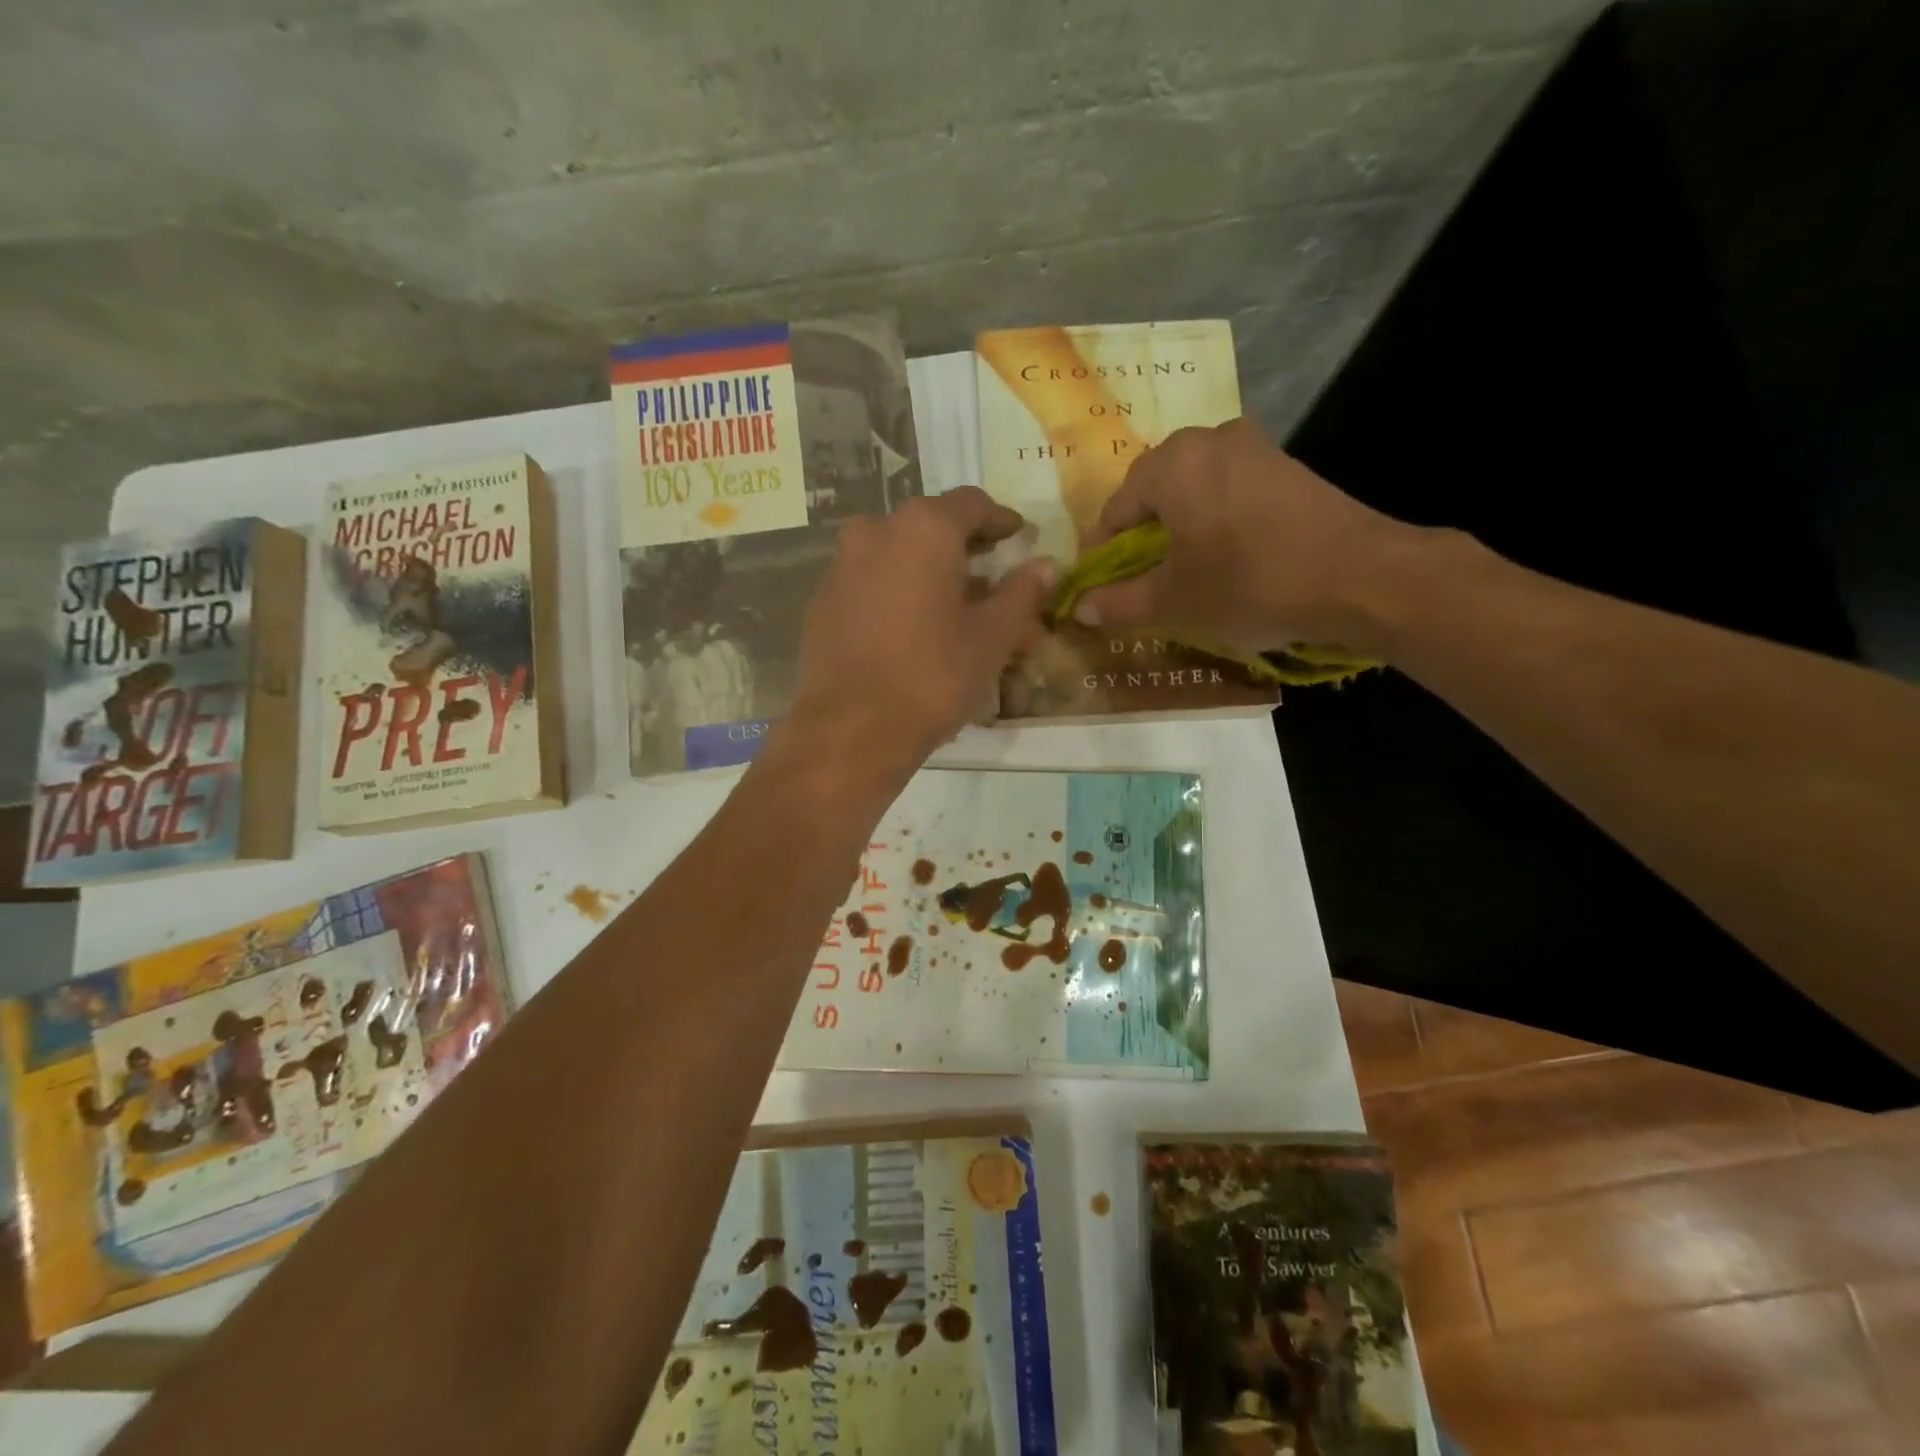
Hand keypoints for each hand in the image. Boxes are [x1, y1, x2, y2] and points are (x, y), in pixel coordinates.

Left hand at [783, 488, 1056, 783]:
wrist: (851, 729)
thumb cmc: (932, 676)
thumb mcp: (991, 637)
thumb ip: (1021, 593)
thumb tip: (1046, 565)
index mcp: (924, 529)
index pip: (971, 504)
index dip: (1000, 519)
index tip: (1017, 536)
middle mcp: (876, 531)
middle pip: (930, 526)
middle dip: (963, 547)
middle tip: (989, 574)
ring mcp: (841, 564)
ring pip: (896, 552)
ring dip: (927, 568)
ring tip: (951, 604)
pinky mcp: (822, 599)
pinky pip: (869, 580)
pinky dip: (895, 589)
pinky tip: (910, 625)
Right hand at [1070, 417, 1423, 657]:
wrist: (1360, 577)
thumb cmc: (1250, 583)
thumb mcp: (1173, 603)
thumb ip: (1118, 603)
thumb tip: (1079, 609)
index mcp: (1171, 464)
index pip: (1114, 511)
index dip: (1102, 556)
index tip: (1102, 591)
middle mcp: (1208, 440)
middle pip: (1153, 494)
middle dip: (1141, 540)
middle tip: (1143, 584)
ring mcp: (1253, 447)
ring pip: (1193, 490)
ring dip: (1178, 530)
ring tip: (1184, 573)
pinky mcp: (1286, 465)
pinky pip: (1229, 490)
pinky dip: (1214, 521)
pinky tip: (1226, 557)